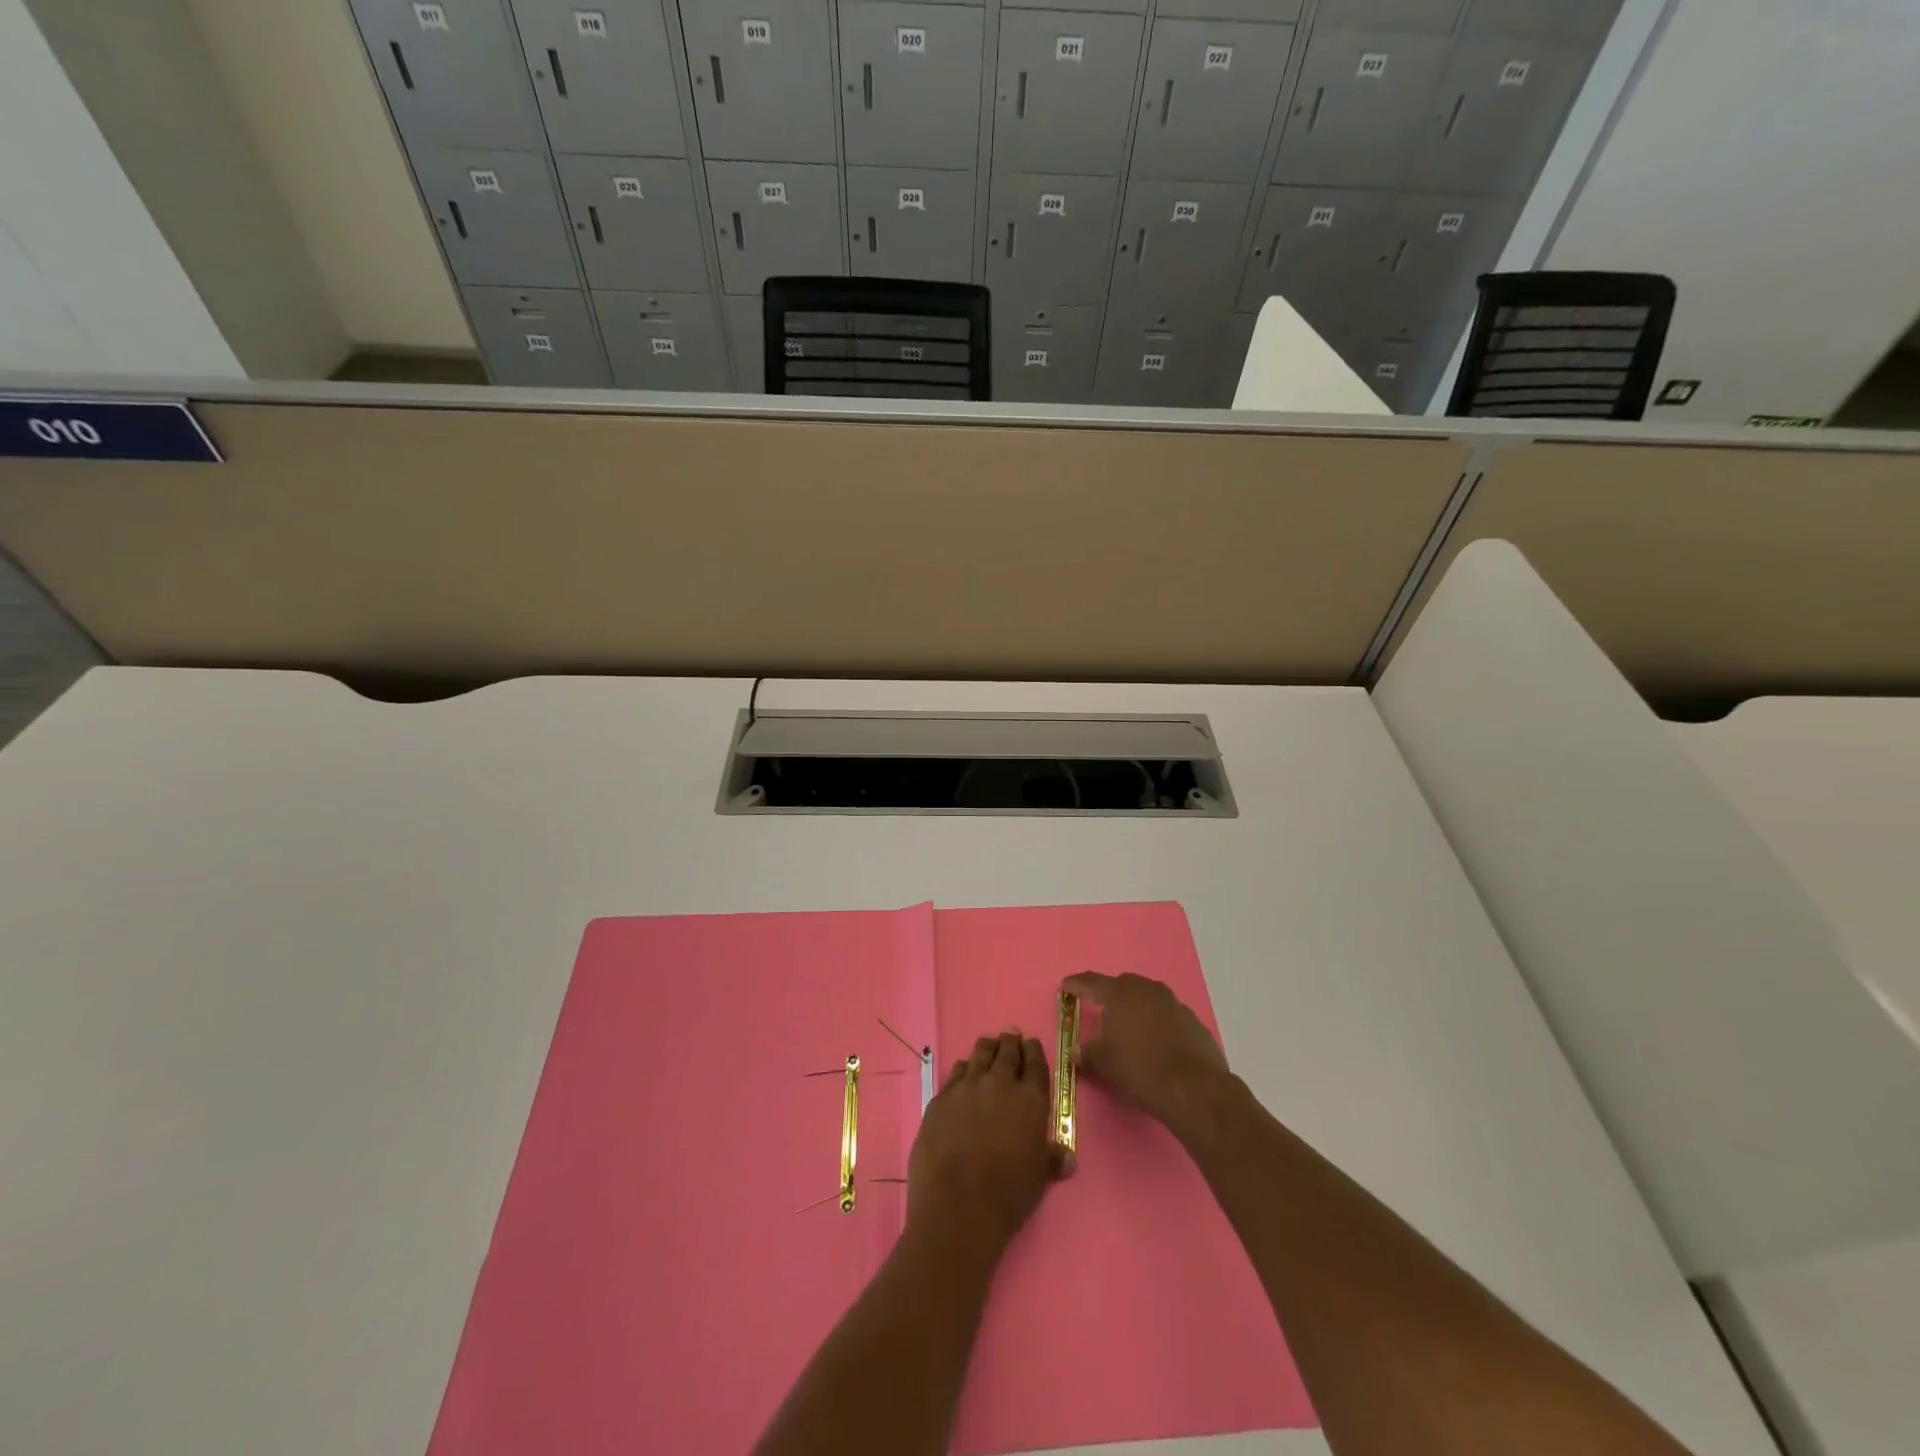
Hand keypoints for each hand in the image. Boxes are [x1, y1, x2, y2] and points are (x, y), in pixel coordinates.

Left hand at [908, 1033, 1064, 1255]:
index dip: (1033, 1051)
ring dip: (987, 1048)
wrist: (957, 1205)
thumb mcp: (1039, 1178)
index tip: (1030, 1044)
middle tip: (1011, 1037)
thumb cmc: (1007, 1194)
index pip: (1035, 1063)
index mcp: (1030, 1099)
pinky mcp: (941, 1098)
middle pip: (1007, 1052)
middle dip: (1010, 1043)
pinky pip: (956, 1072)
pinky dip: (964, 1068)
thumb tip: (1068, 1157)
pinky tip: (965, 1072)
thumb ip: (1052, 1159)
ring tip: (989, 1045)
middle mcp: (1000, 1083)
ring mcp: (968, 1087)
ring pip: (980, 1054)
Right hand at [1063, 972, 1230, 1132]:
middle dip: (1109, 994)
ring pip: (1147, 997)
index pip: (1092, 982)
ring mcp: (1173, 1003)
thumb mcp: (1104, 1064)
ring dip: (1136, 1007)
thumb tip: (1076, 1051)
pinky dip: (1157, 1022)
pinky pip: (1167, 1015)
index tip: (1066, 986)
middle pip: (1123, 984)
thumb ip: (1087, 1053)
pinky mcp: (1192, 1021)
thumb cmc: (1140, 1069)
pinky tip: (1155, 1042)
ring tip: (1129, 1026)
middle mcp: (1146, 990)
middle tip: (1099, 1008)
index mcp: (1120, 994)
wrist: (1193, 1088)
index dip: (1076, 984)